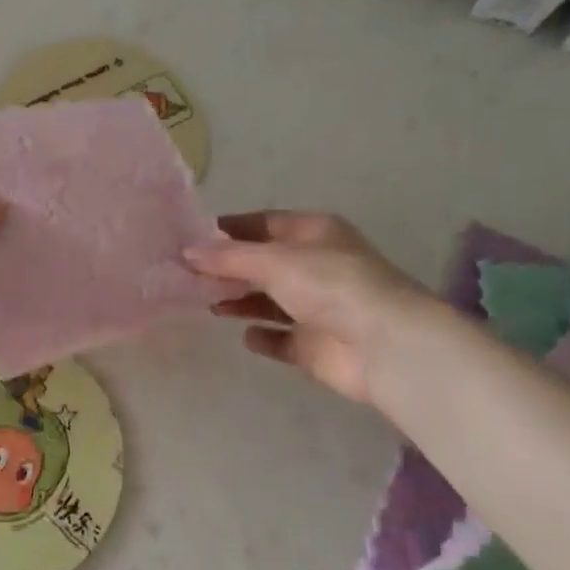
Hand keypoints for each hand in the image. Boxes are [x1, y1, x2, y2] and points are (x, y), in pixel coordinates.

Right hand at [185, 211, 428, 404]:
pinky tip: (244, 336)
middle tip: (187, 275)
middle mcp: (317, 266)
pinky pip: (282, 339)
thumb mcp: (274, 261)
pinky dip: (263, 337)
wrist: (383, 346)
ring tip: (207, 303)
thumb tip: (186, 250)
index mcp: (315, 233)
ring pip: (269, 301)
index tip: (192, 239)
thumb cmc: (330, 286)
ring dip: (241, 301)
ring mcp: (318, 307)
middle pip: (264, 263)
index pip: (264, 223)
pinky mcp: (315, 345)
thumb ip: (227, 257)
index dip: (230, 229)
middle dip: (229, 268)